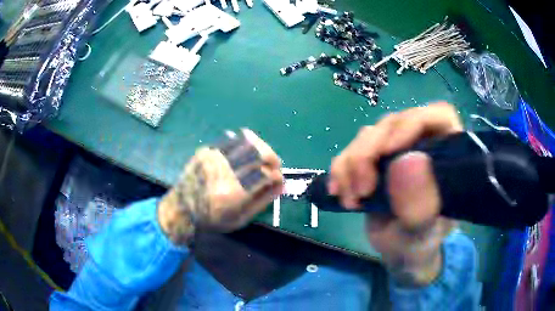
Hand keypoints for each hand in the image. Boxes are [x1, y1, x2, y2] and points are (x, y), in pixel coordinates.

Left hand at [159, 129, 282, 244]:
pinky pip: (231, 140)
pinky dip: (244, 143)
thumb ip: (263, 201)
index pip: (266, 174)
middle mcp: (224, 171)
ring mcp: (214, 158)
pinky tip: (245, 152)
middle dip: (273, 158)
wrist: (181, 209)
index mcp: (233, 193)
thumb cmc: (211, 220)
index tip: (278, 181)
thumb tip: (281, 185)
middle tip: (274, 167)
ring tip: (262, 157)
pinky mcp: (207, 151)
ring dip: (261, 148)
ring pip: (246, 141)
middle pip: (259, 152)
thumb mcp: (240, 219)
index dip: (278, 176)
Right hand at [328, 102, 462, 284]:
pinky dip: (340, 169)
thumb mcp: (422, 235)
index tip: (389, 151)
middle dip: (370, 152)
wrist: (399, 254)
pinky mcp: (374, 161)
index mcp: (448, 156)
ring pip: (369, 136)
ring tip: (351, 198)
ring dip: (352, 163)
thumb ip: (420, 206)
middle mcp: (422, 145)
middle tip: (362, 190)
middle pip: (393, 123)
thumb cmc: (419, 245)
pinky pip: (350, 151)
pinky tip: (338, 192)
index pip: (437, 116)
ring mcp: (396, 151)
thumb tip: (406, 161)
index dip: (413, 123)